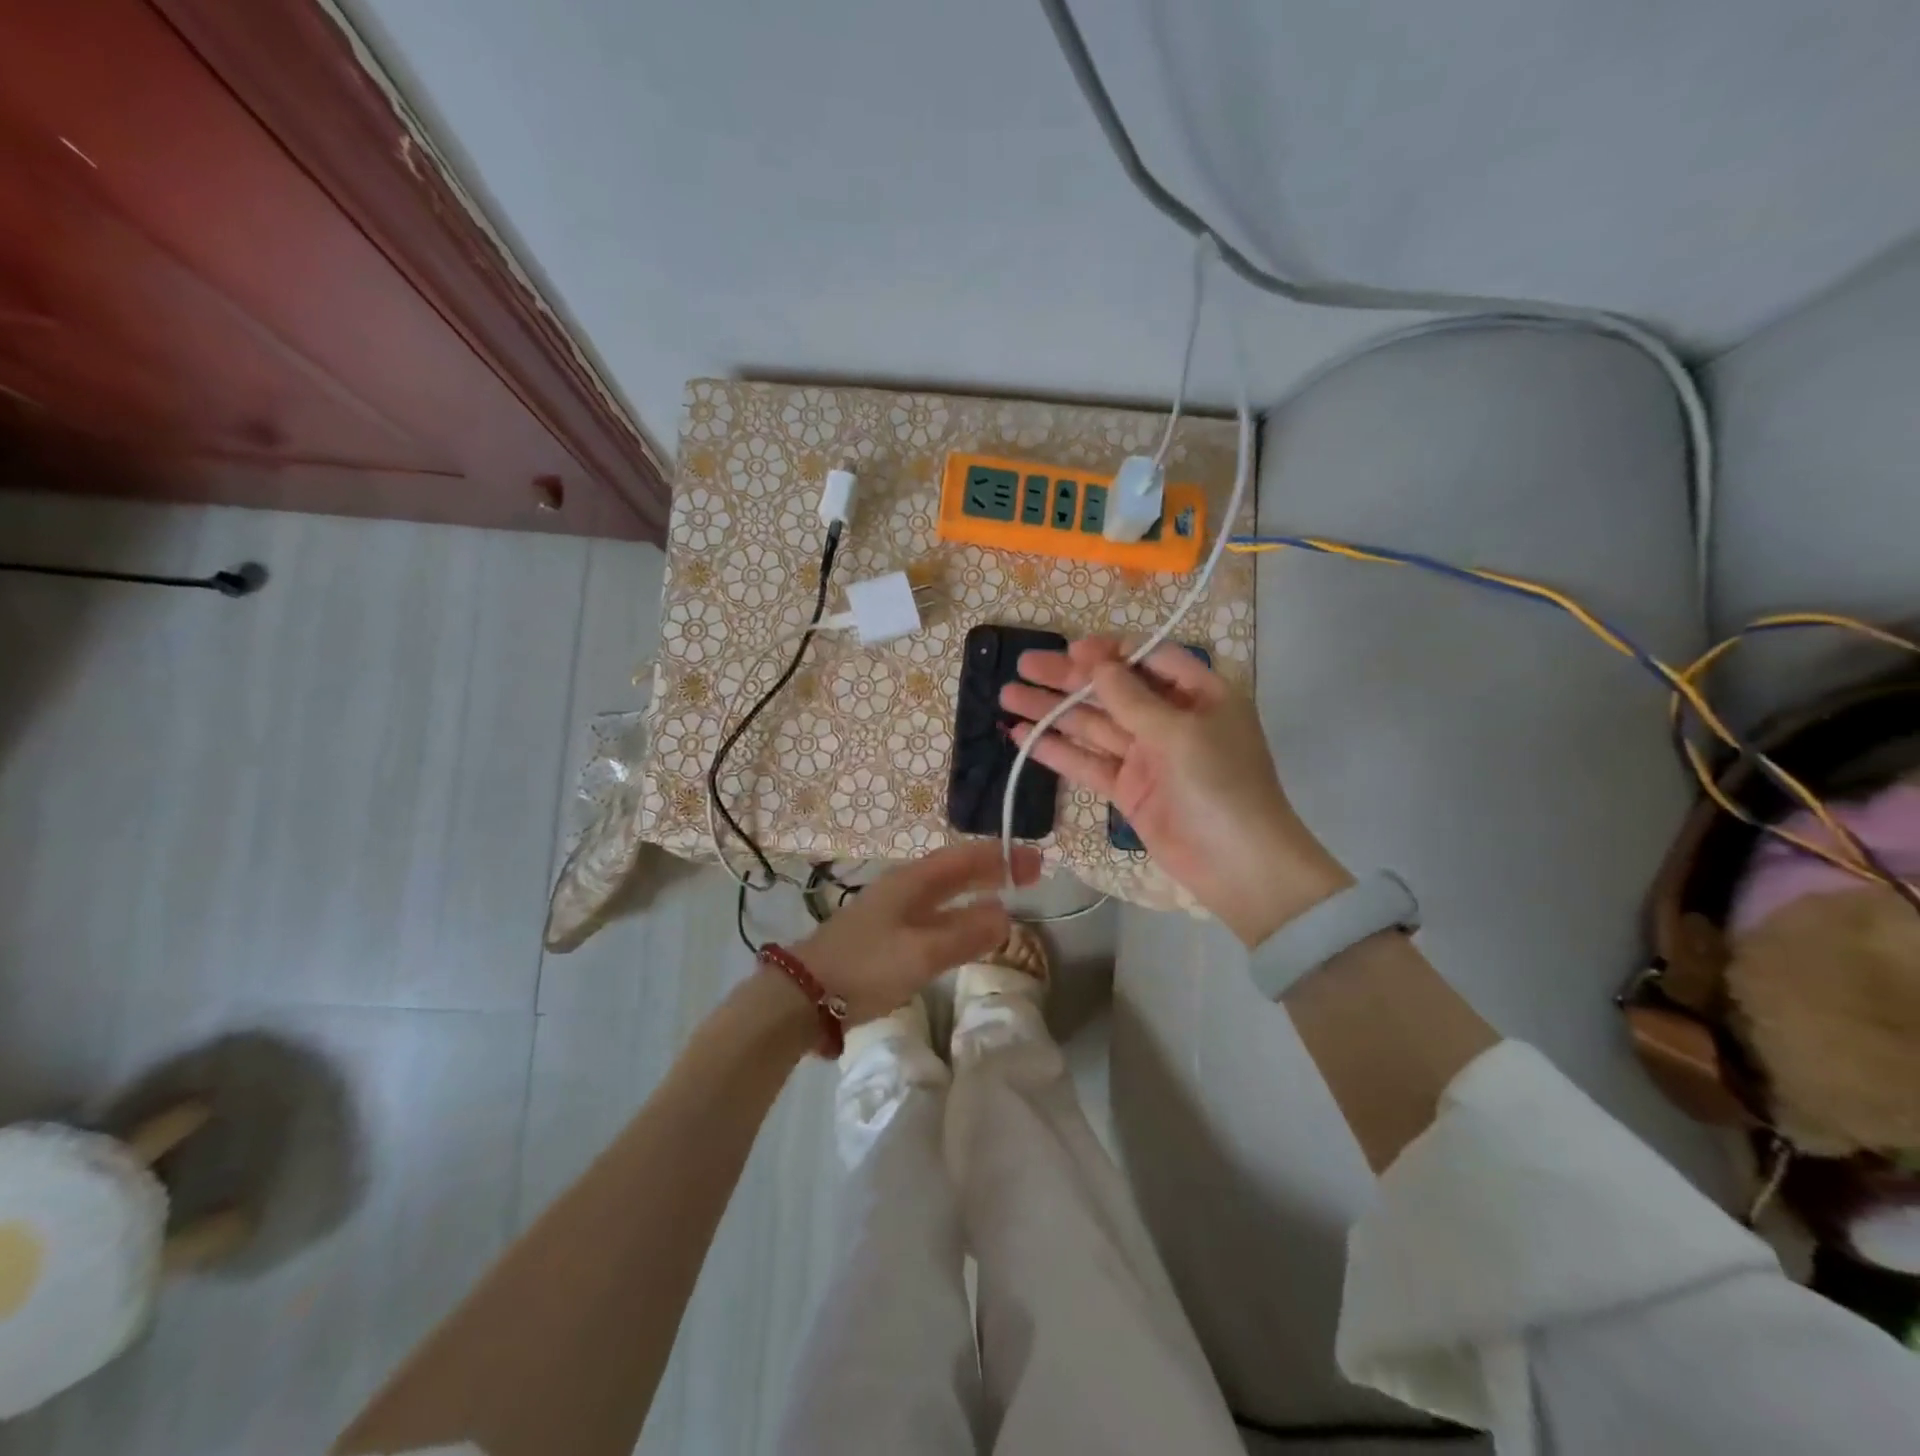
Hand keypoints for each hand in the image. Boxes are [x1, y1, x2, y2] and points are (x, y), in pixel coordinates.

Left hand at [790, 841, 1041, 1024]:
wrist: (803, 995)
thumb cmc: (866, 967)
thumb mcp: (922, 952)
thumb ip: (965, 934)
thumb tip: (1006, 916)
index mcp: (912, 882)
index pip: (964, 858)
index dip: (1001, 856)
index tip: (1035, 861)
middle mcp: (903, 888)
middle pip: (955, 870)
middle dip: (992, 869)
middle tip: (1030, 874)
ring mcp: (891, 911)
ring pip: (943, 891)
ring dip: (976, 889)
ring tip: (1005, 894)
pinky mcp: (884, 935)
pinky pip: (933, 913)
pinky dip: (958, 912)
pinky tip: (964, 928)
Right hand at [1000, 637, 1350, 946]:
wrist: (1238, 865)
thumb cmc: (1220, 785)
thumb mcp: (1179, 732)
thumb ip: (1132, 698)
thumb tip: (1096, 664)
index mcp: (1198, 695)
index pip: (1148, 659)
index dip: (1108, 652)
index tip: (1070, 651)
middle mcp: (1170, 720)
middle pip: (1112, 690)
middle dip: (1068, 678)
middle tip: (1023, 665)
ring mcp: (1147, 757)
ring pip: (1092, 725)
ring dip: (1052, 711)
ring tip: (1008, 696)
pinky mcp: (1128, 790)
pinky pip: (1088, 763)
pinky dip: (1057, 751)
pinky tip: (1022, 737)